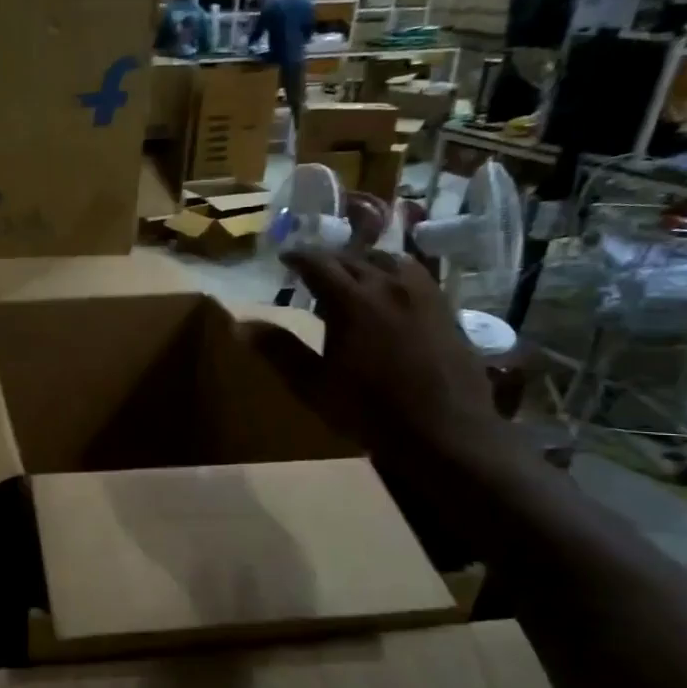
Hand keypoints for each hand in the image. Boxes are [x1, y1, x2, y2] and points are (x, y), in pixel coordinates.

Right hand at [259, 243, 511, 476]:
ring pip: (390, 261)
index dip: (298, 257)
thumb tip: (240, 325)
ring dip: (365, 261)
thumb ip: (279, 350)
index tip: (284, 257)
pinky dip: (395, 274)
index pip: (318, 264)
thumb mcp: (313, 384)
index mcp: (352, 301)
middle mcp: (388, 286)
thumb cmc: (368, 410)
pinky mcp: (446, 309)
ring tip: (354, 272)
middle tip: (313, 267)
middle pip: (354, 258)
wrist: (443, 430)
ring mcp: (423, 295)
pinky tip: (393, 291)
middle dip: (330, 259)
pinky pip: (416, 276)